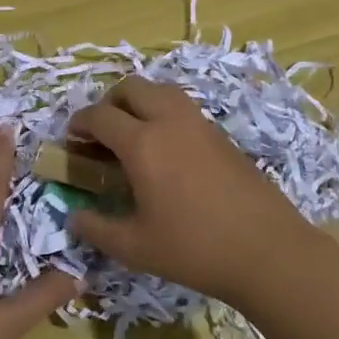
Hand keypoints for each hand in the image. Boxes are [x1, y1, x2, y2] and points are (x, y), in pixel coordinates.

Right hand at [66, 77, 319, 303]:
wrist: (268, 250)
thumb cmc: (194, 249)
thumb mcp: (135, 247)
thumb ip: (97, 229)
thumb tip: (75, 216)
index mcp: (142, 143)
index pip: (100, 115)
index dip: (79, 123)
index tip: (71, 139)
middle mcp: (170, 121)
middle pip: (131, 88)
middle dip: (109, 103)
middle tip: (101, 133)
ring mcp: (200, 124)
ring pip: (161, 91)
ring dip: (139, 103)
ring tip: (133, 136)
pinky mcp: (221, 135)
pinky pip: (183, 108)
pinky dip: (164, 114)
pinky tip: (166, 151)